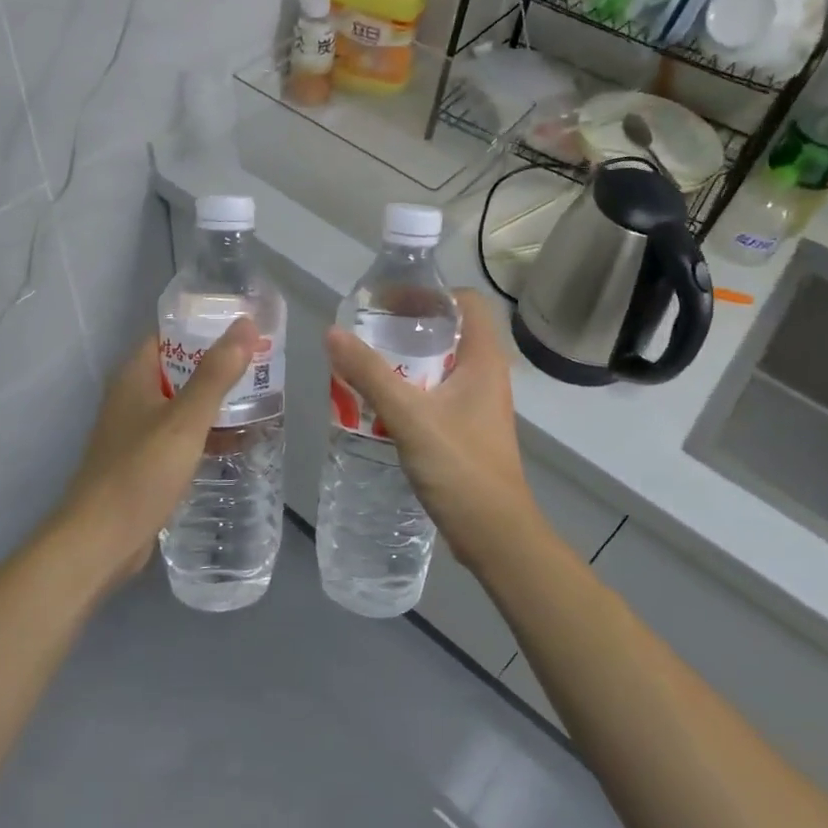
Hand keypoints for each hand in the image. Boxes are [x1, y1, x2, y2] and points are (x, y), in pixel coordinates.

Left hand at [52, 317, 257, 587]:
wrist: (100, 541)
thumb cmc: (140, 472)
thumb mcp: (184, 420)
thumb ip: (216, 374)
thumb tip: (245, 324)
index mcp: (134, 377)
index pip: (169, 333)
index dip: (204, 325)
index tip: (244, 326)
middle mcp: (132, 398)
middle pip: (179, 368)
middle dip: (218, 364)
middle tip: (263, 362)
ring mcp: (137, 432)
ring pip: (182, 404)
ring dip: (215, 400)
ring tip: (260, 397)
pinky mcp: (145, 462)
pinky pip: (181, 435)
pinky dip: (207, 432)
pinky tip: (238, 440)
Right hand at [324, 289, 543, 566]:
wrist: (494, 534)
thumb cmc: (460, 467)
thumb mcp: (409, 415)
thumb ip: (370, 374)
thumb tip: (333, 333)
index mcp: (484, 359)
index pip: (467, 302)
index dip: (431, 293)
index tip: (391, 301)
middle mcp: (486, 374)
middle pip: (450, 332)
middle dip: (409, 327)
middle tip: (369, 331)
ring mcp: (477, 404)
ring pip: (441, 365)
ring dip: (406, 360)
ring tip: (366, 362)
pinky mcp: (466, 429)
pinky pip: (436, 394)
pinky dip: (410, 389)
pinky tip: (379, 403)